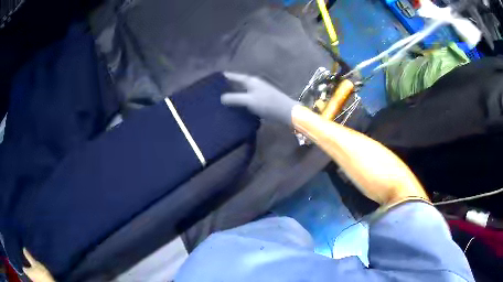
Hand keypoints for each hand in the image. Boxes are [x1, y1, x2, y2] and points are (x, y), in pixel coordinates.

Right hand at [221, 72, 298, 125]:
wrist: (286, 112)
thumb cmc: (268, 104)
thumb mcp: (249, 101)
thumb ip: (235, 98)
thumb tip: (221, 98)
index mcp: (251, 81)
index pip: (235, 76)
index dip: (226, 76)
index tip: (216, 77)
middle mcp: (254, 84)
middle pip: (239, 83)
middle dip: (228, 86)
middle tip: (216, 90)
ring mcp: (259, 92)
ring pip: (243, 91)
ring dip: (235, 94)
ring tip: (223, 99)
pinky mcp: (262, 100)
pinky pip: (247, 98)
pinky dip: (241, 101)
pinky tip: (236, 107)